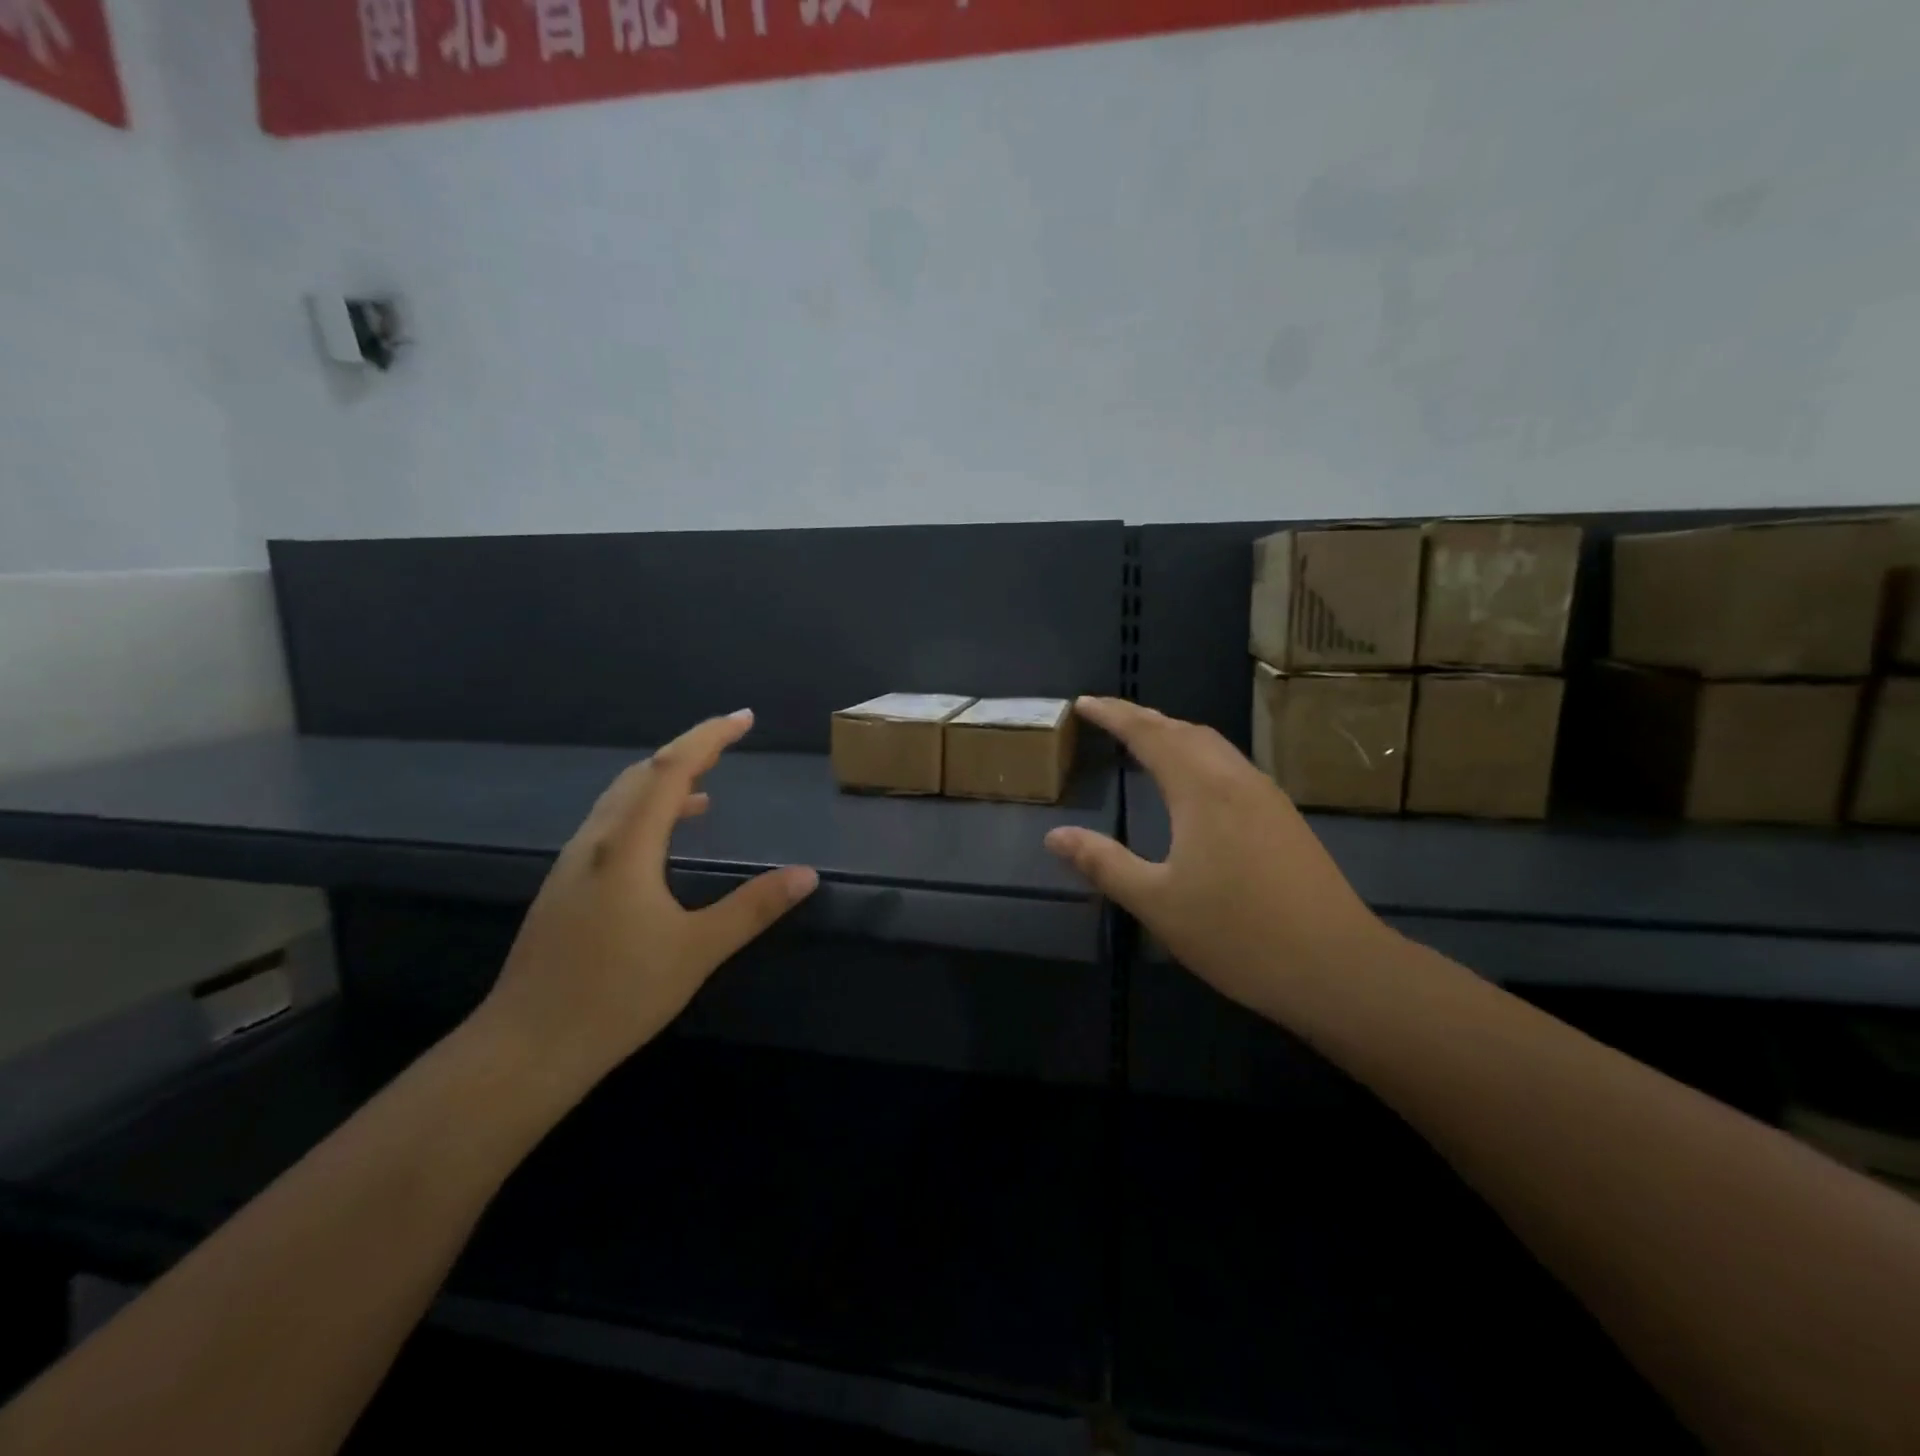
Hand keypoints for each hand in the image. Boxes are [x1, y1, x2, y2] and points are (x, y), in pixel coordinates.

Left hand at [477, 710, 817, 1091]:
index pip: (670, 770)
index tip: (744, 718)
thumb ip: (753, 907)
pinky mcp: (565, 887)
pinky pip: (611, 826)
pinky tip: (663, 842)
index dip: (709, 738)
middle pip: (641, 775)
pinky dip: (645, 813)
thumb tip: (807, 874)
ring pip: (621, 800)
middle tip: (729, 741)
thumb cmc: (617, 995)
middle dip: (687, 751)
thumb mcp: (697, 951)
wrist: (525, 1048)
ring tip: (706, 789)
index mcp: (626, 847)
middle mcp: (595, 842)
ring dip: (663, 783)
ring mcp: (574, 864)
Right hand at [1045, 697, 1388, 1018]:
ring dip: (1174, 734)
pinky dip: (1198, 756)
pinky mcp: (1284, 818)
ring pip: (1213, 746)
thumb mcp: (1157, 902)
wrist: (1337, 967)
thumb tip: (1055, 836)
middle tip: (1107, 716)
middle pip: (1183, 730)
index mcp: (1201, 789)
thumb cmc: (1237, 934)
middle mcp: (1236, 779)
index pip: (1148, 734)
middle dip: (1142, 718)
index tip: (1083, 703)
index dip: (1113, 714)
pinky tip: (1194, 784)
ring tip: (1144, 741)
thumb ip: (1104, 863)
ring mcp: (1266, 797)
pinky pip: (1230, 766)